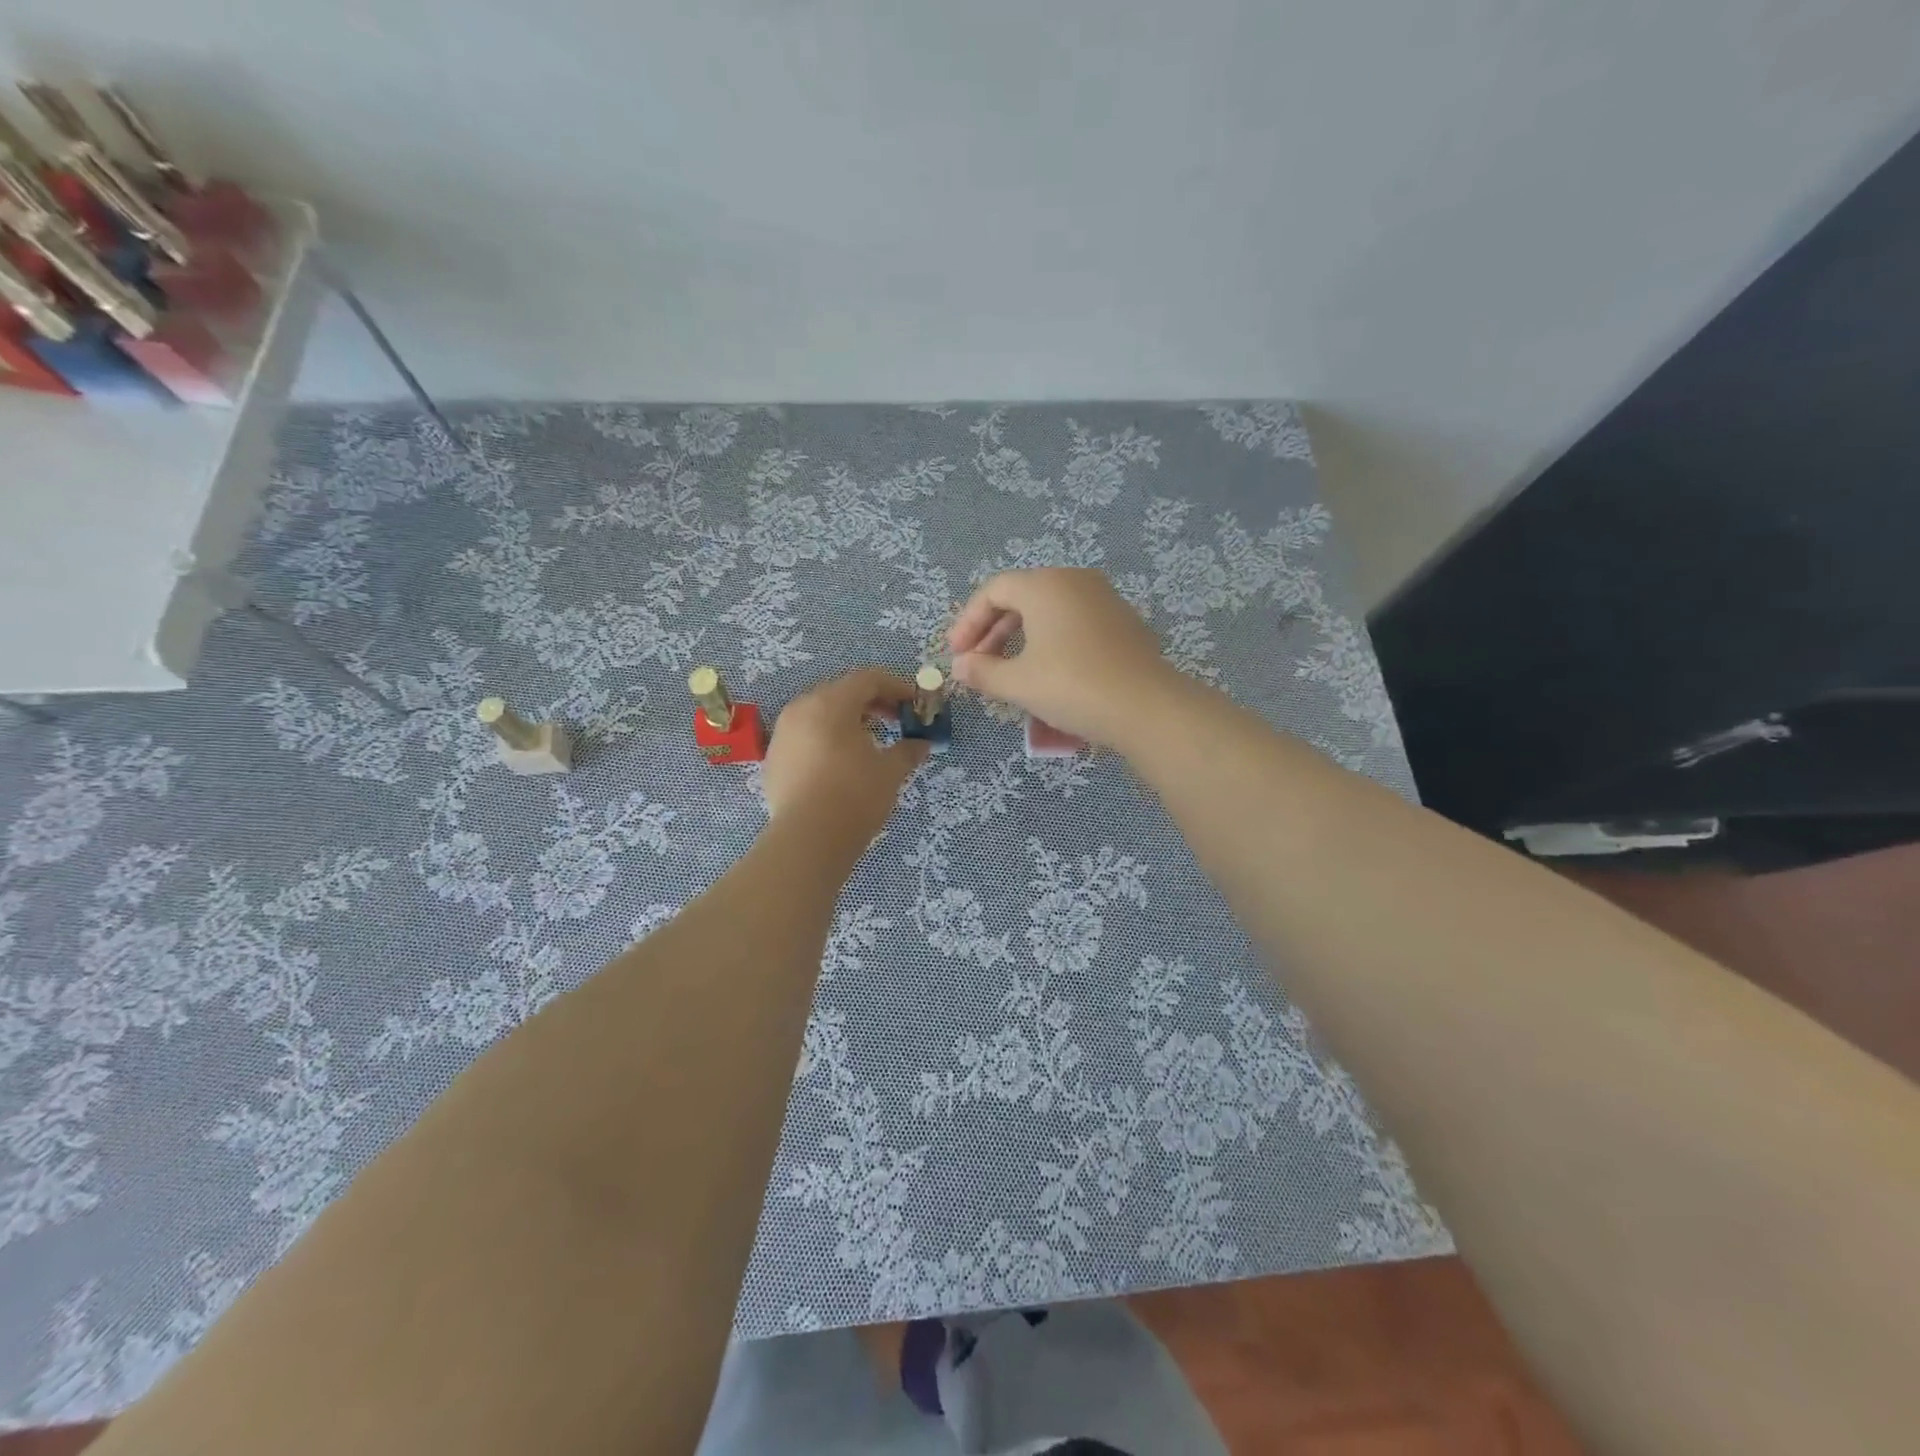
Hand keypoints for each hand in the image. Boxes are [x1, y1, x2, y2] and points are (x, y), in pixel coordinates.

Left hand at [763, 668, 930, 843]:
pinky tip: (840, 764)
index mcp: (831, 703)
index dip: (897, 687)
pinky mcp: (773, 759)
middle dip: (872, 703)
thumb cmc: (855, 796)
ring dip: (848, 721)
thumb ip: (908, 751)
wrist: (807, 840)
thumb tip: (922, 744)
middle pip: (842, 692)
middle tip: (896, 721)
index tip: (915, 704)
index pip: (868, 679)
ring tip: (869, 743)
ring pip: (819, 714)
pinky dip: (826, 740)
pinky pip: (804, 737)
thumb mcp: (890, 771)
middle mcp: (801, 709)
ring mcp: (782, 734)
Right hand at [947, 568, 1181, 746]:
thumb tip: (960, 667)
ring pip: (1049, 610)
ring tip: (1008, 670)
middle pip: (1022, 596)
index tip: (956, 654)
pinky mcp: (1123, 622)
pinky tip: (1048, 671)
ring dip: (1021, 636)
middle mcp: (1075, 581)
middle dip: (993, 630)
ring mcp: (1104, 599)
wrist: (1146, 707)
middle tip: (977, 663)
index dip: (968, 621)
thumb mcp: (1019, 683)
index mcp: (1045, 585)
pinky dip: (1051, 640)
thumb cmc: (1072, 687)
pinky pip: (1074, 621)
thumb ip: (982, 671)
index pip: (994, 590)